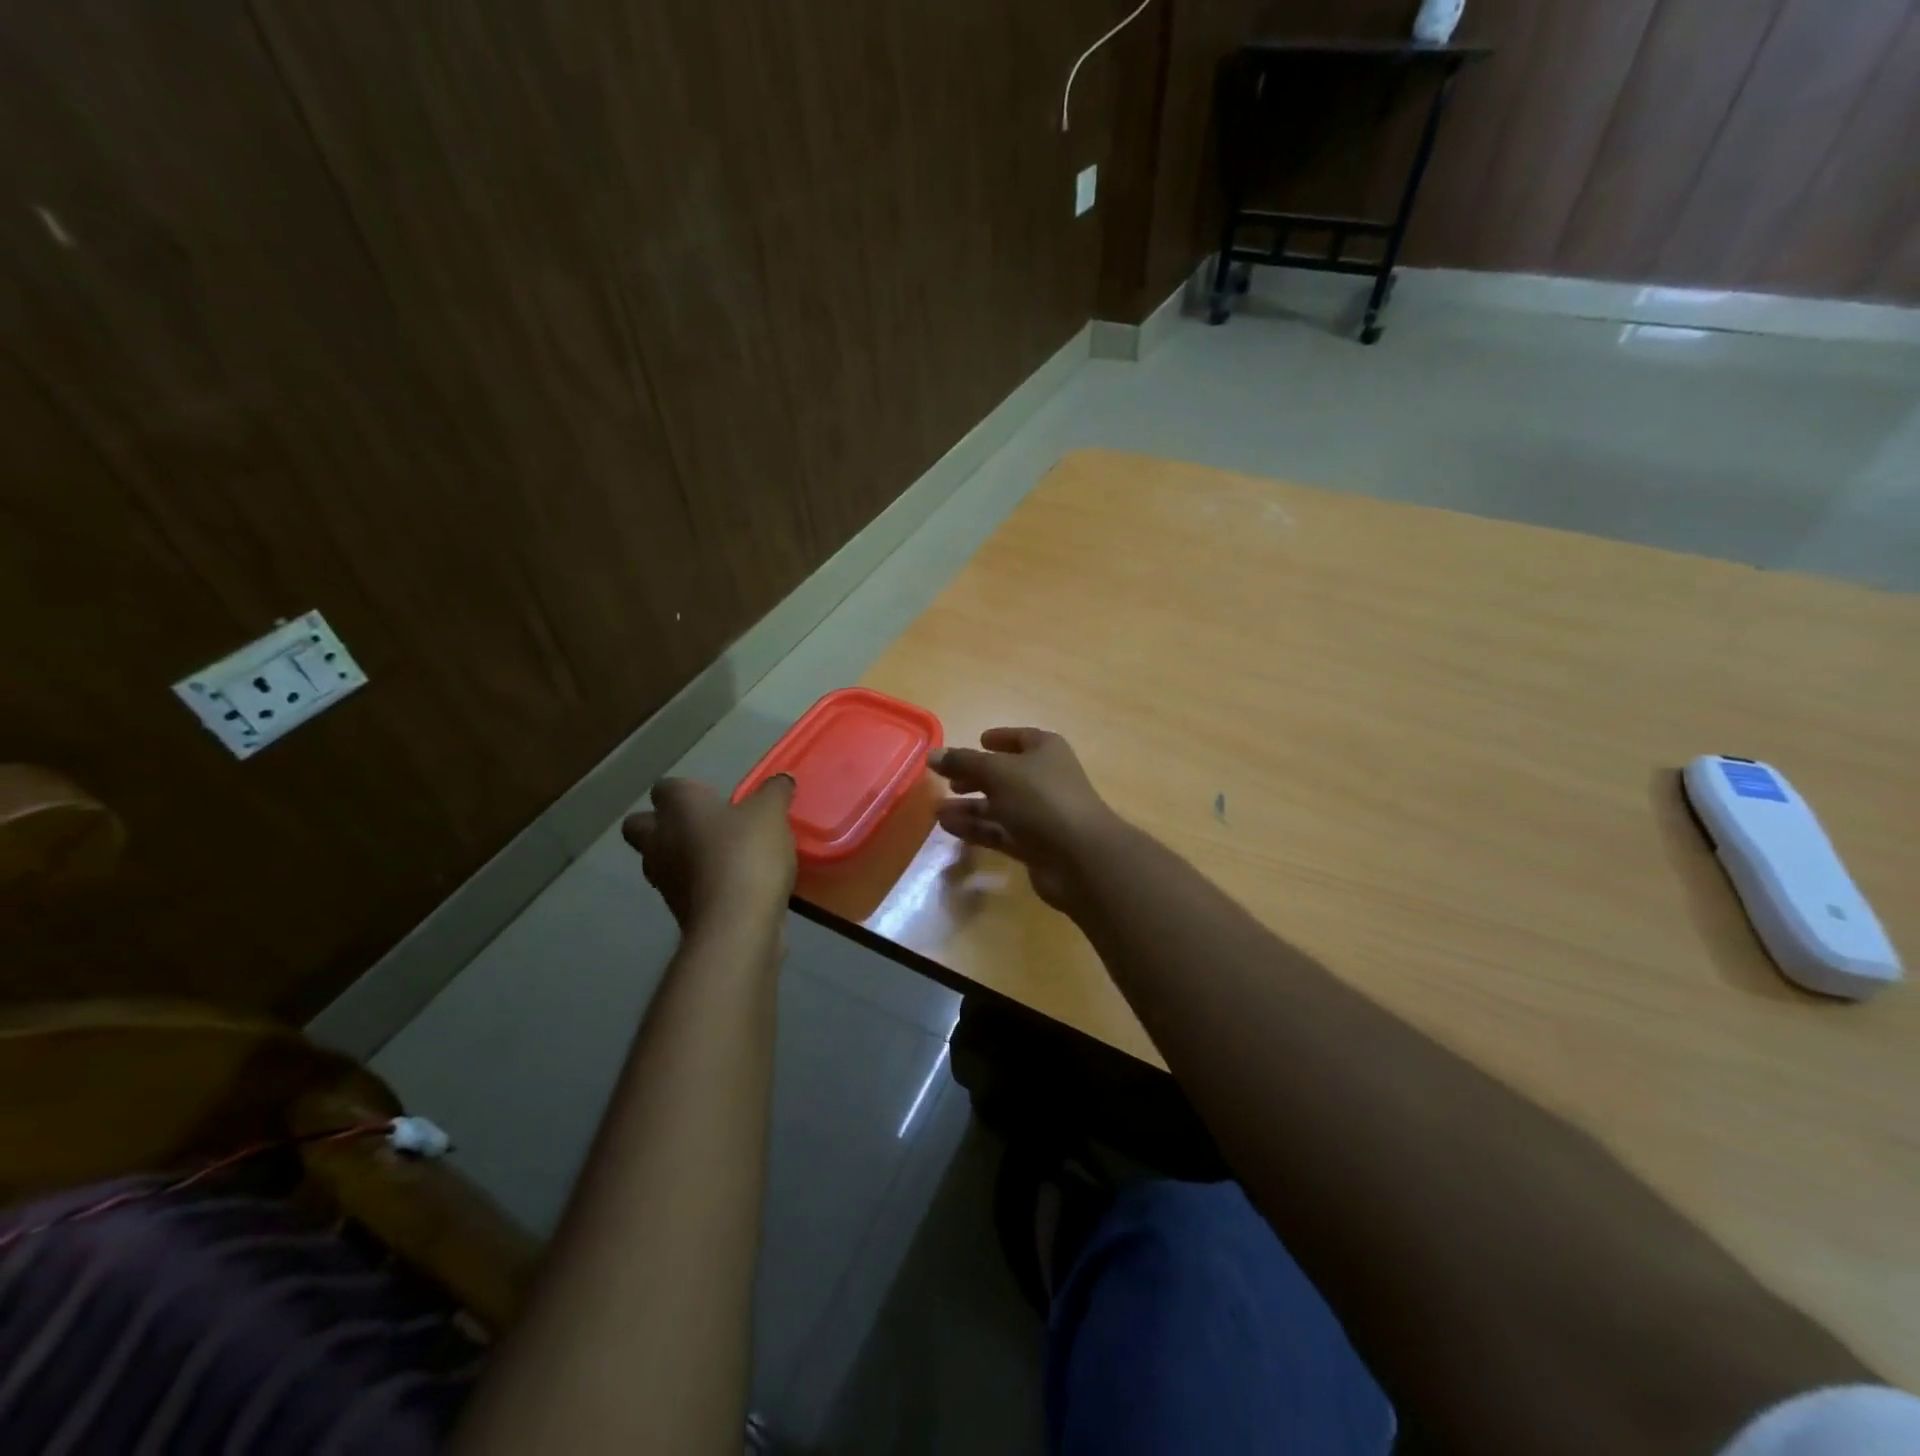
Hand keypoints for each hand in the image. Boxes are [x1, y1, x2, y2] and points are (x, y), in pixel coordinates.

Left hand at [622, 777, 796, 930]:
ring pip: (660, 860)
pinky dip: (700, 886)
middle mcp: (659, 840)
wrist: (735, 924)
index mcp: (677, 807)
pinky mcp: (677, 911)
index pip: (666, 787)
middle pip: (641, 825)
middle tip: (703, 826)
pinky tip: (733, 886)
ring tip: (721, 858)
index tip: (713, 797)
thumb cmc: (746, 854)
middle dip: (664, 825)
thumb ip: (774, 793)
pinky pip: (683, 890)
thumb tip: (780, 780)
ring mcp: (664, 879)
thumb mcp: (771, 813)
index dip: (687, 790)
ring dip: (682, 857)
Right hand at [930, 728, 1122, 911]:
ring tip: (937, 810)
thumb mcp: (997, 772)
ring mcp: (1040, 814)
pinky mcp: (1034, 844)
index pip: (1020, 738)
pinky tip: (948, 827)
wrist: (1079, 857)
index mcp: (1045, 750)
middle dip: (975, 777)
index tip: (977, 741)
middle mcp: (1045, 779)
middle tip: (947, 781)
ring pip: (999, 806)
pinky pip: (999, 831)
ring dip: (969, 807)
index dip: (999, 738)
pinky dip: (976, 828)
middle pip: (1004, 774)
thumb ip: (963, 762)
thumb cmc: (1041, 799)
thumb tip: (933, 755)